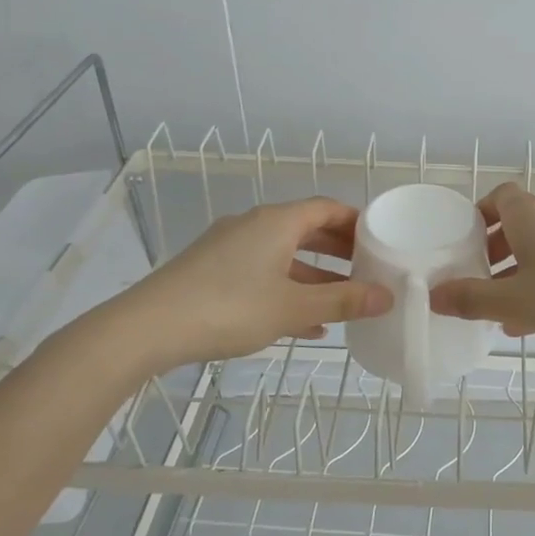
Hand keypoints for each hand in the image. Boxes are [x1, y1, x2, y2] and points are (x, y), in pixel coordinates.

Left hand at [115, 197, 391, 369]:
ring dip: (314, 274)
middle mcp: (253, 225)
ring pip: (283, 255)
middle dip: (338, 249)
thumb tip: (387, 297)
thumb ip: (343, 301)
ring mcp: (229, 248)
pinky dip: (286, 289)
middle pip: (306, 229)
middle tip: (367, 268)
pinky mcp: (211, 271)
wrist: (147, 328)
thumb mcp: (294, 307)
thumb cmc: (230, 308)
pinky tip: (305, 323)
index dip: (355, 220)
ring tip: (343, 300)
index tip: (380, 238)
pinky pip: (261, 273)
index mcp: (276, 222)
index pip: (326, 207)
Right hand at [428, 182, 534, 341]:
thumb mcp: (518, 302)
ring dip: (522, 269)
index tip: (465, 244)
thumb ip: (473, 299)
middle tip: (481, 281)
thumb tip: (432, 295)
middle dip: (496, 250)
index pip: (497, 197)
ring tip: (508, 309)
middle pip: (518, 222)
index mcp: (530, 215)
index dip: (478, 216)